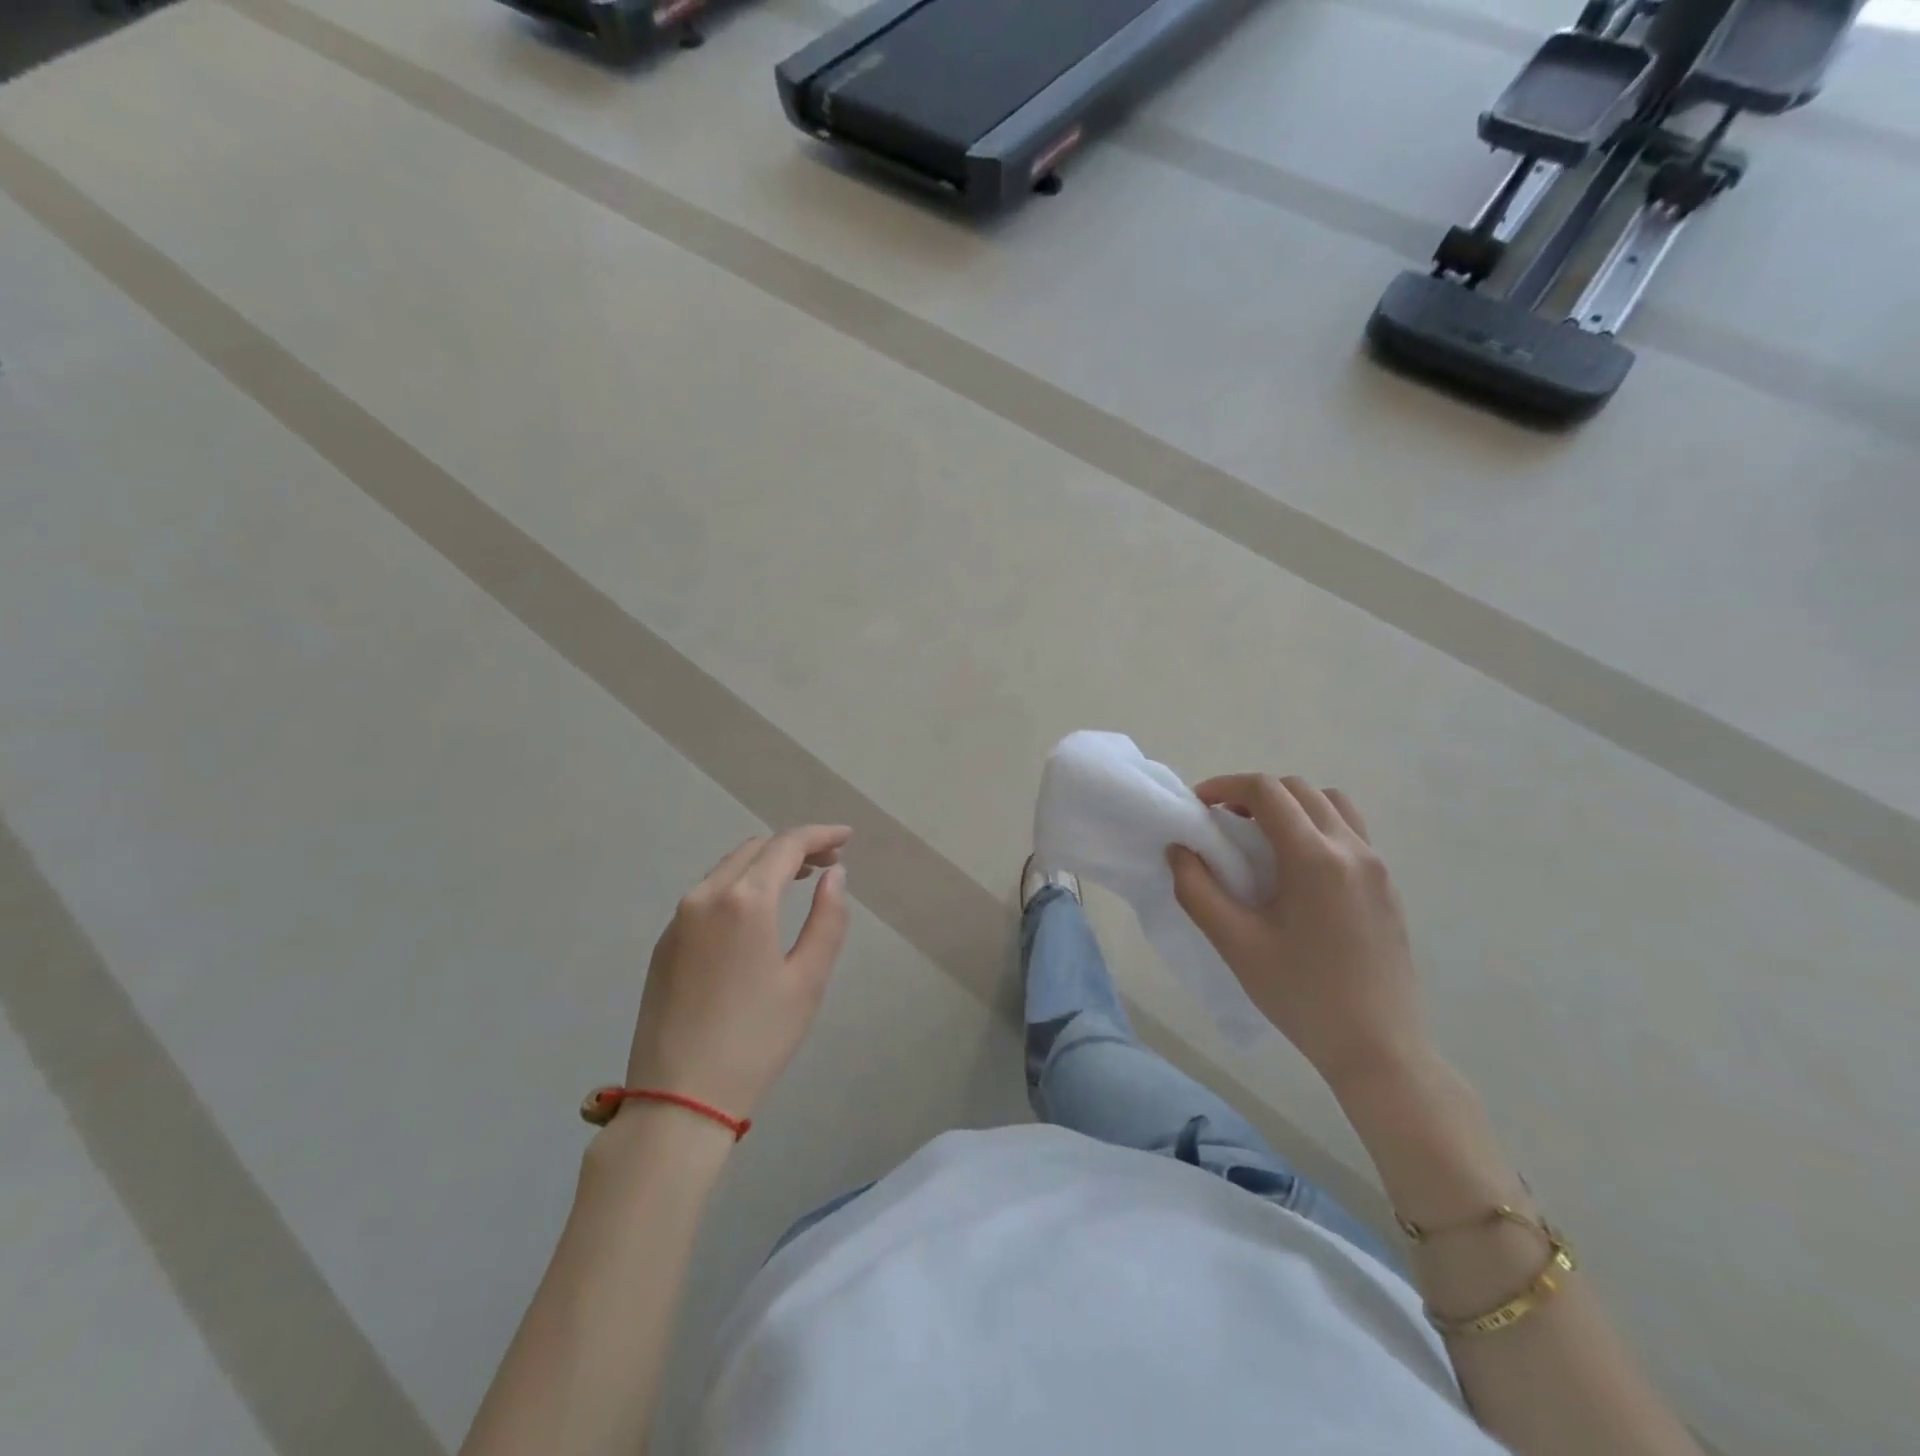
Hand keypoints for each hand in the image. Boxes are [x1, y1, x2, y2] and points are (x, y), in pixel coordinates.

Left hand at [622, 827, 851, 1122]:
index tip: (848, 838)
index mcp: (745, 901)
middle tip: (829, 862)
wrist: (678, 1100)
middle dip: (795, 846)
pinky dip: (740, 885)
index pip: (787, 845)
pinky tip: (758, 910)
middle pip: (756, 849)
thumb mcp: (808, 980)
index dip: (821, 834)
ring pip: (728, 868)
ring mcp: (678, 919)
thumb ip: (828, 918)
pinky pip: (708, 894)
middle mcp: (705, 896)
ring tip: (800, 880)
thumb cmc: (756, 1040)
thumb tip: (835, 875)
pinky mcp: (664, 943)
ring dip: (766, 863)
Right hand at [1167, 776, 1424, 1089]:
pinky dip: (1317, 825)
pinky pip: (1350, 831)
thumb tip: (1179, 850)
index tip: (1199, 806)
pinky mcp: (1387, 886)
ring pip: (1331, 804)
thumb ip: (1197, 889)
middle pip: (1299, 789)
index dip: (1226, 786)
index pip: (1267, 791)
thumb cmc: (1301, 994)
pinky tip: (1297, 869)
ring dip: (1291, 806)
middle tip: (1224, 823)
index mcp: (1314, 858)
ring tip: (1263, 839)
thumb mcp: (1235, 943)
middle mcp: (1352, 849)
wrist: (1378, 1047)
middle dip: (1255, 794)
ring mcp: (1377, 866)